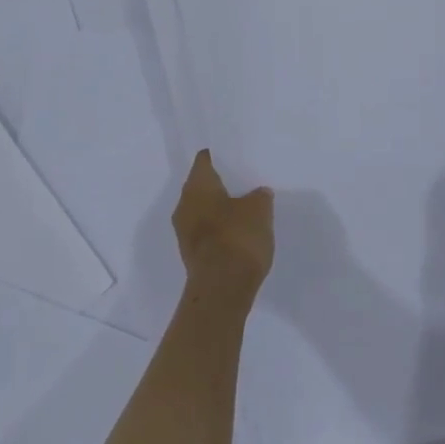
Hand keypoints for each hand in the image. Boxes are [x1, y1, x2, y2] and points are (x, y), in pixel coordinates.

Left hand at [172, 150, 273, 303]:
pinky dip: (220, 228)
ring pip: (203, 210)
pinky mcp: (192, 253)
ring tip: (245, 207)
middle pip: (202, 186)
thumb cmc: (238, 237)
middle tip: (244, 180)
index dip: (219, 156)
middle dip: (221, 184)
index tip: (234, 155)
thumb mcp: (259, 209)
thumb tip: (258, 193)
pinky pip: (206, 231)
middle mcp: (184, 204)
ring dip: (220, 208)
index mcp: (197, 186)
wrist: (222, 288)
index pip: (205, 160)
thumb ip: (259, 196)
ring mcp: (184, 231)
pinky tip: (239, 232)